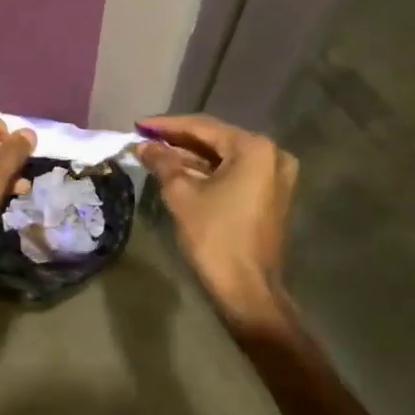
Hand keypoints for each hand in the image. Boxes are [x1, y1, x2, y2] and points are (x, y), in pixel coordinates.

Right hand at [137, 114, 296, 325]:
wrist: (247, 290)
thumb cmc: (215, 237)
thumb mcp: (181, 194)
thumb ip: (162, 162)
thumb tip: (142, 145)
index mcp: (254, 148)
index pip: (203, 127)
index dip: (167, 125)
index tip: (139, 125)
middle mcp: (271, 154)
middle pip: (216, 139)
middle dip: (179, 140)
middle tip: (146, 138)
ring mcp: (275, 176)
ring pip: (225, 157)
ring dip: (192, 156)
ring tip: (156, 153)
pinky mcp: (272, 195)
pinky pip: (235, 172)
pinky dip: (209, 171)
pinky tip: (180, 170)